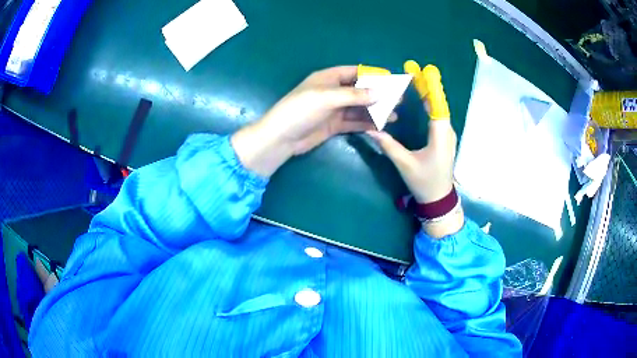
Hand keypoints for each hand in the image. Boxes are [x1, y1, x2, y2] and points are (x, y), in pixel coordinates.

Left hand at [232, 66, 394, 176]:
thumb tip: (380, 93)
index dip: (372, 74)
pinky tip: (380, 126)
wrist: (281, 138)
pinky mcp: (334, 125)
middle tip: (398, 100)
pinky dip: (366, 123)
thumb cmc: (300, 110)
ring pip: (359, 108)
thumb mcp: (326, 98)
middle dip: (378, 95)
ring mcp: (333, 109)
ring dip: (375, 111)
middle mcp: (332, 92)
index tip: (391, 80)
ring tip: (394, 115)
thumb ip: (353, 95)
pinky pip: (354, 122)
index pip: (354, 72)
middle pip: (359, 90)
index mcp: (328, 78)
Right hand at [367, 63, 463, 237]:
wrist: (439, 200)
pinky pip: (438, 117)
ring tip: (417, 81)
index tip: (424, 71)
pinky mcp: (445, 139)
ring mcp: (448, 135)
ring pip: (439, 110)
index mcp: (440, 135)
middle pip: (438, 104)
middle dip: (427, 86)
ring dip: (429, 94)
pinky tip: (422, 101)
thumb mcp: (405, 164)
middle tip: (415, 71)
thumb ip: (388, 145)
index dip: (430, 87)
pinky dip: (431, 105)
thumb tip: (370, 130)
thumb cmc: (424, 182)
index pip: (437, 105)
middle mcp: (447, 132)